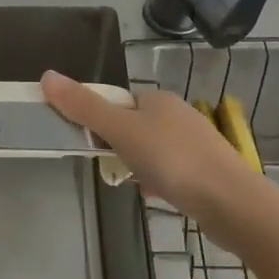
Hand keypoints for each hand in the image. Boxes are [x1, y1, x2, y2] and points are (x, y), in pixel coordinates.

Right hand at [41, 71, 263, 250]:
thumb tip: (47, 76)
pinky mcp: (207, 171)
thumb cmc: (172, 159)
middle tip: (114, 169)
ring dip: (138, 167)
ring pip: (152, 152)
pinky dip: (160, 182)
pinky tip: (158, 196)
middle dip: (119, 148)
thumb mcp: (121, 131)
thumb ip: (84, 107)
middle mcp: (178, 114)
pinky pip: (171, 172)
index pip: (118, 102)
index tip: (93, 144)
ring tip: (136, 186)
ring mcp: (196, 143)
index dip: (101, 121)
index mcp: (158, 99)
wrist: (231, 202)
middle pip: (133, 127)